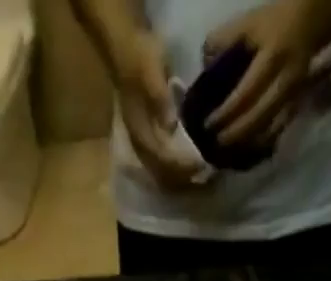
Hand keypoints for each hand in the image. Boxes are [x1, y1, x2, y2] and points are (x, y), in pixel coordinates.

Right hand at [112, 29, 204, 189]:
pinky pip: (162, 167)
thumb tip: (170, 126)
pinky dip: (177, 171)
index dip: (181, 166)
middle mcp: (140, 146)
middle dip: (183, 178)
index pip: (162, 159)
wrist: (125, 51)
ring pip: (162, 174)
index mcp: (140, 132)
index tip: (201, 164)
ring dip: (180, 179)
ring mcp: (142, 146)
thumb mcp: (151, 71)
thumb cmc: (140, 59)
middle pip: (162, 174)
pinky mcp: (148, 142)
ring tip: (200, 176)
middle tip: (206, 175)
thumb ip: (159, 98)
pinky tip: (190, 167)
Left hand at [203, 0, 321, 148]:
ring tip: (228, 152)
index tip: (208, 124)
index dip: (226, 113)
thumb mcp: (246, 25)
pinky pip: (278, 132)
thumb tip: (205, 72)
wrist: (307, 23)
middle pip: (259, 117)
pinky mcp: (296, 107)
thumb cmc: (271, 24)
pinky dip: (261, 144)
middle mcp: (285, 81)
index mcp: (272, 57)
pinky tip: (247, 149)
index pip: (246, 93)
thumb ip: (222, 43)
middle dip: (235, 134)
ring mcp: (293, 97)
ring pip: (270, 130)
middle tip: (216, 143)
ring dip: (248, 144)